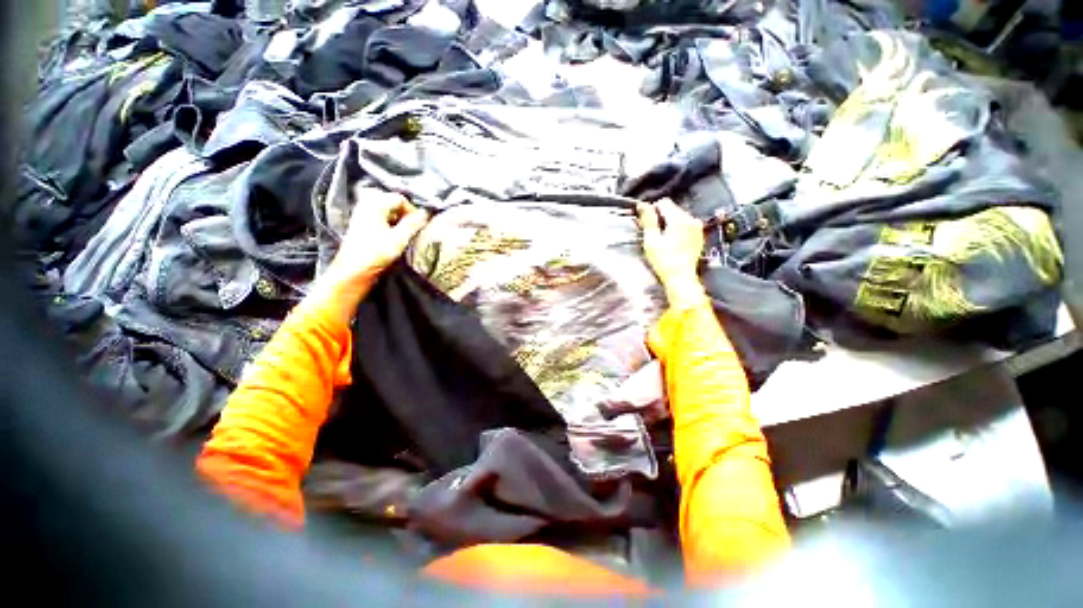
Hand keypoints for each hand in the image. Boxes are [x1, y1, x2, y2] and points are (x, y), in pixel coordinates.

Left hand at [308, 188, 428, 325]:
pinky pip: (379, 216)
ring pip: (385, 208)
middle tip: (413, 226)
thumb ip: (413, 224)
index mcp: (374, 204)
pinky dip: (390, 222)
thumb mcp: (399, 239)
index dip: (412, 210)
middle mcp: (366, 204)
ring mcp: (362, 214)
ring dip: (398, 218)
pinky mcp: (361, 224)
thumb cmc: (375, 254)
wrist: (352, 271)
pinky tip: (394, 235)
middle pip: (391, 200)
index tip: (419, 225)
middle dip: (405, 212)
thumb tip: (426, 213)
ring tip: (405, 232)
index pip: (400, 198)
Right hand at [637, 199, 706, 308]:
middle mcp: (691, 219)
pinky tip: (672, 244)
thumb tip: (642, 205)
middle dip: (661, 218)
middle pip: (672, 209)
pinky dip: (677, 231)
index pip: (663, 203)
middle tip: (653, 235)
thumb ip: (648, 220)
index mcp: (679, 219)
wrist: (681, 278)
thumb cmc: (664, 261)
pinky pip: (685, 226)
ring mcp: (697, 228)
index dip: (652, 211)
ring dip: (669, 225)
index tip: (647, 224)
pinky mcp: (698, 236)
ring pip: (679, 217)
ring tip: (663, 241)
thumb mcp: (651, 240)